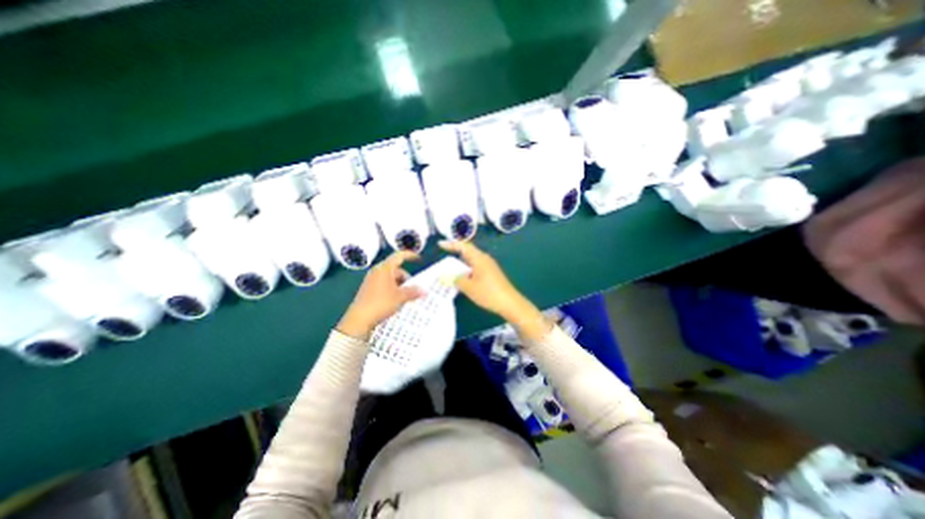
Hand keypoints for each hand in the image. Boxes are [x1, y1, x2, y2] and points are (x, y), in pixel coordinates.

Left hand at [339, 251, 424, 339]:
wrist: (359, 319)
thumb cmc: (381, 303)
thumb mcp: (400, 297)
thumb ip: (413, 292)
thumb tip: (424, 290)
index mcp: (385, 268)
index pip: (399, 256)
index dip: (410, 255)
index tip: (419, 259)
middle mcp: (377, 271)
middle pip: (395, 269)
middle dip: (405, 277)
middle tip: (413, 288)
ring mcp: (371, 280)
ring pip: (389, 277)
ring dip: (399, 284)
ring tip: (404, 296)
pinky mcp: (367, 289)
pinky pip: (383, 284)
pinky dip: (391, 288)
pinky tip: (395, 300)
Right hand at [438, 240, 547, 340]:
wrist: (510, 303)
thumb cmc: (489, 293)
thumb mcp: (469, 287)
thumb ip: (455, 280)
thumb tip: (444, 276)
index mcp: (479, 258)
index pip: (463, 246)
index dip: (451, 244)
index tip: (440, 244)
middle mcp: (484, 259)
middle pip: (467, 252)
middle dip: (455, 254)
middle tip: (442, 258)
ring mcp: (489, 267)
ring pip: (471, 261)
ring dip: (460, 264)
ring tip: (448, 270)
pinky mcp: (491, 274)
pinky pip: (475, 268)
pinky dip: (466, 271)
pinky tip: (461, 279)